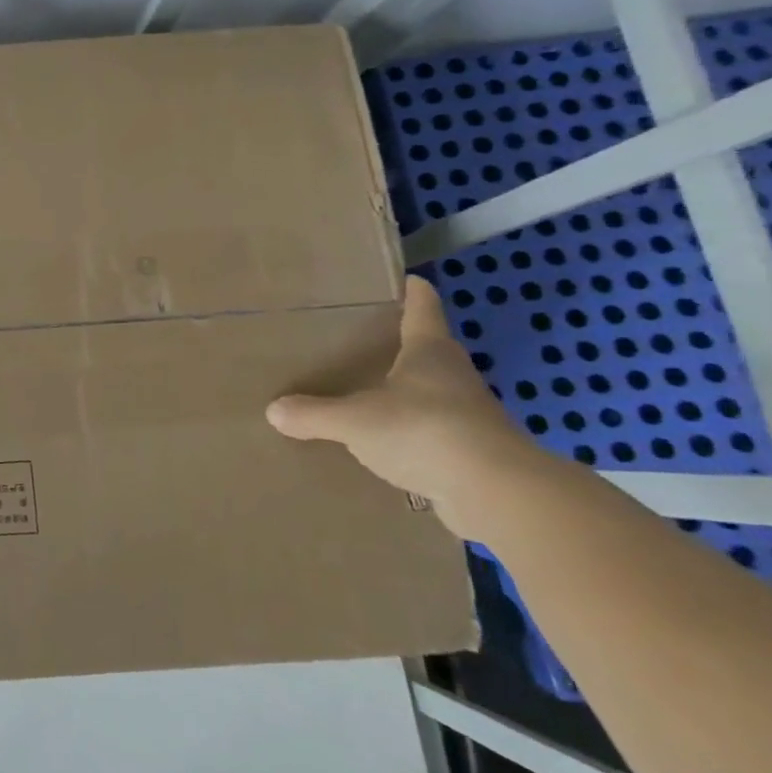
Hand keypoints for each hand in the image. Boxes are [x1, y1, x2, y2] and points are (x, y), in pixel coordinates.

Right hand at [266, 275, 538, 538]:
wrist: (497, 494)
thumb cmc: (424, 431)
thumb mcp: (355, 421)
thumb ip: (314, 414)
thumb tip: (274, 410)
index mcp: (429, 351)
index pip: (422, 307)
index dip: (411, 291)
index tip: (402, 278)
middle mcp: (452, 375)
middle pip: (426, 349)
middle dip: (397, 345)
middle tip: (357, 341)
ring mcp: (467, 414)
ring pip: (428, 393)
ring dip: (402, 393)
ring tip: (362, 394)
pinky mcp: (471, 451)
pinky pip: (429, 433)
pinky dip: (408, 433)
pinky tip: (381, 445)